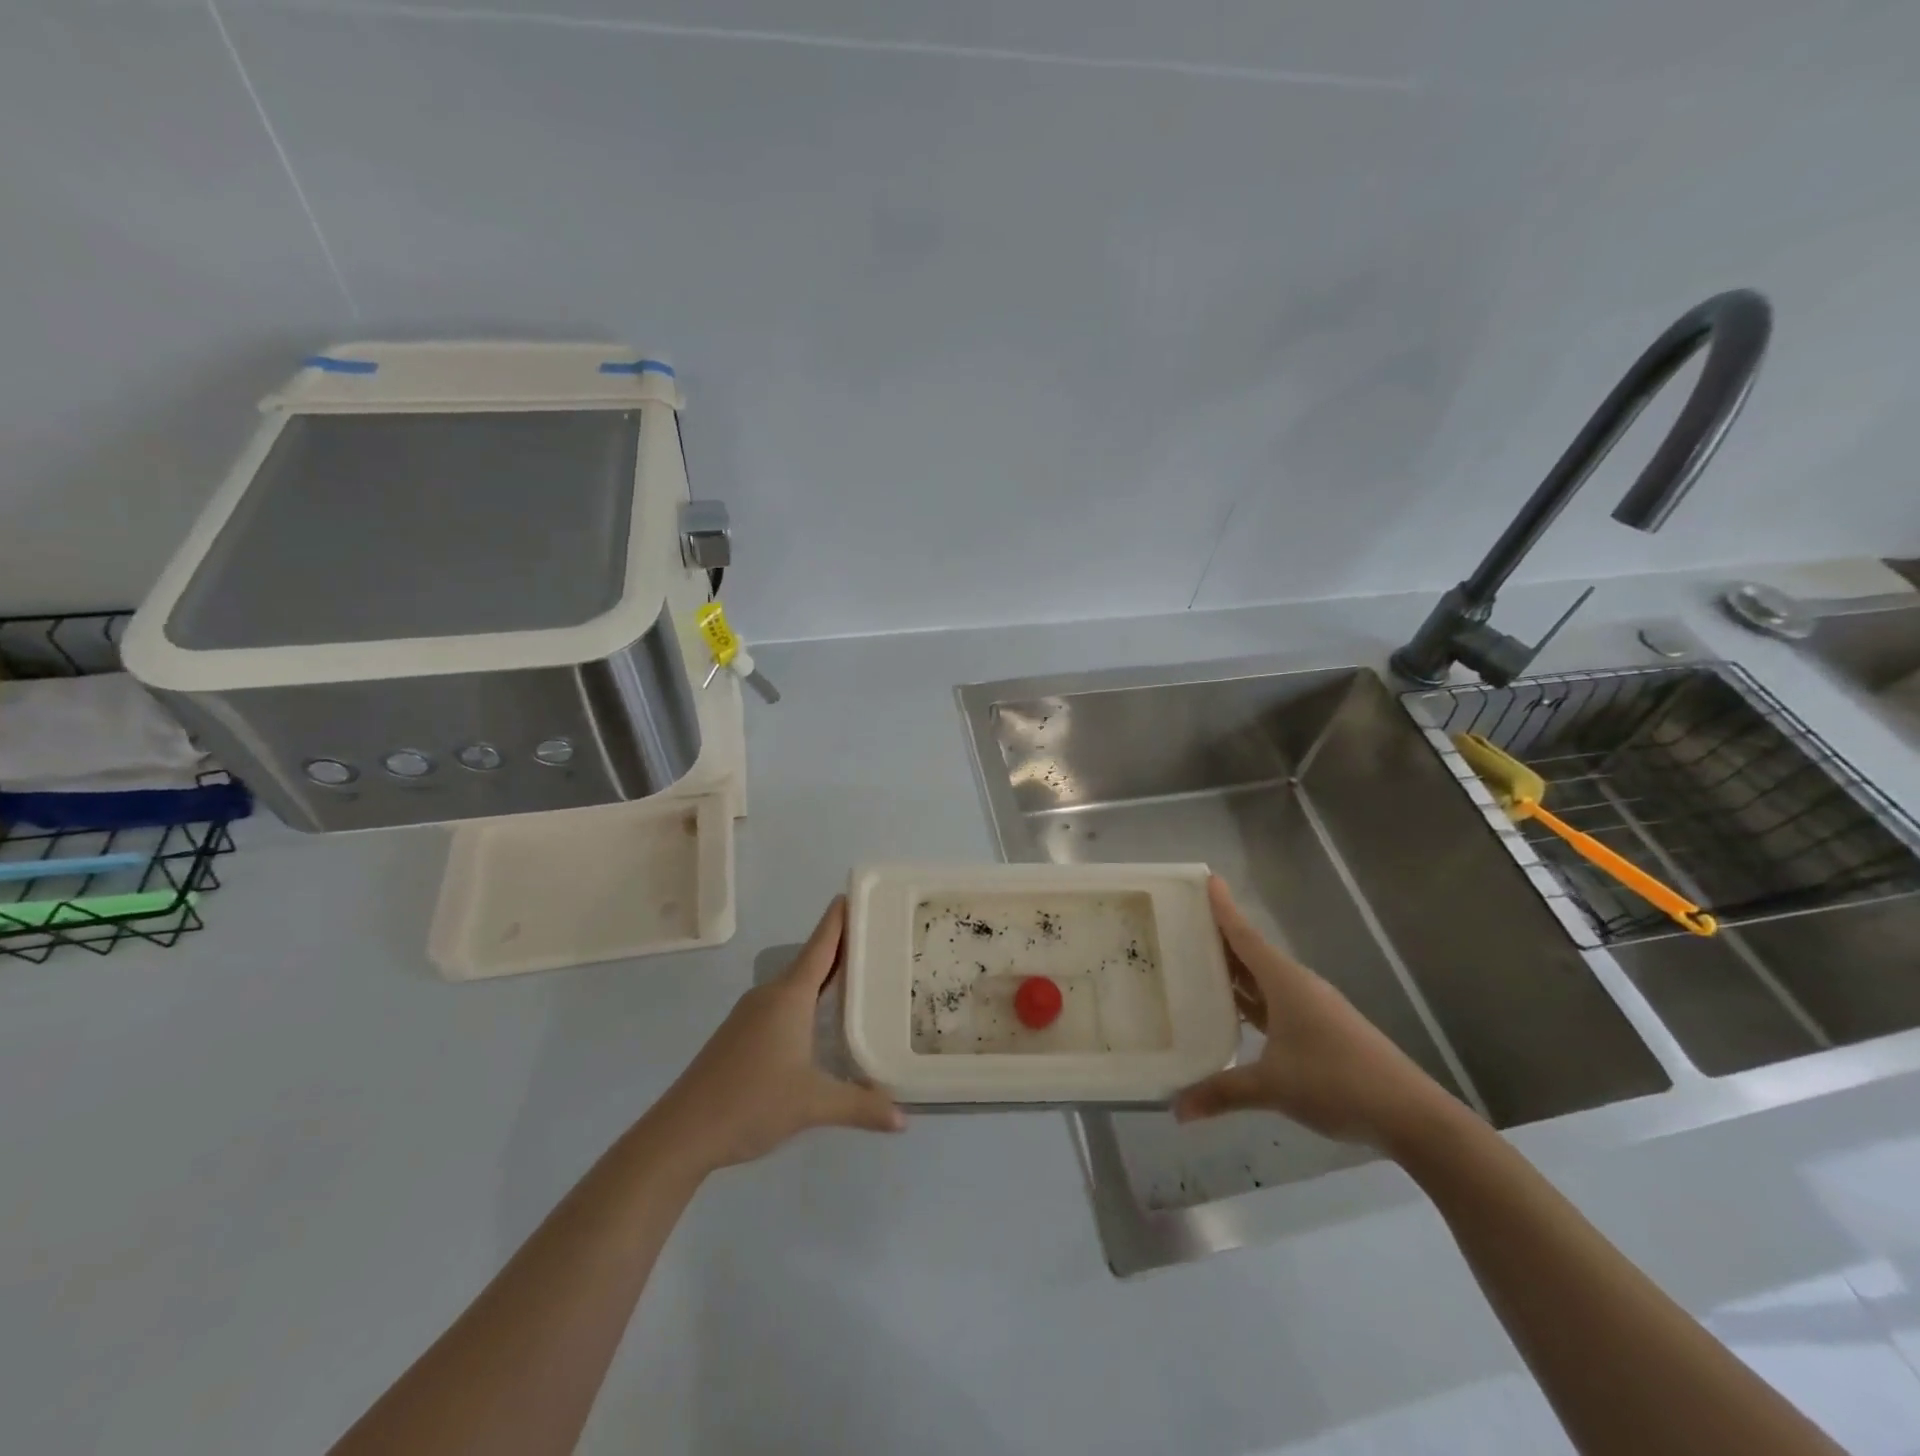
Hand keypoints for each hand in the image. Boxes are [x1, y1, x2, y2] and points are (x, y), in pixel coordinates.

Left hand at [655, 898, 904, 1172]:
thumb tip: (903, 1119)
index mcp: (790, 996)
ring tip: (857, 977)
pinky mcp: (740, 1034)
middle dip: (841, 948)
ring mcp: (751, 1014)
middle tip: (876, 938)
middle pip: (811, 960)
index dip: (839, 919)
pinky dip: (806, 1000)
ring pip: (795, 984)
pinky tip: (820, 1021)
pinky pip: (782, 1003)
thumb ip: (860, 1107)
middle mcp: (770, 995)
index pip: (821, 945)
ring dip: (823, 976)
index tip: (856, 893)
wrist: (682, 1132)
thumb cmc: (751, 1102)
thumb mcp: (813, 1104)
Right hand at [1173, 877, 1464, 1153]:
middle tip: (1181, 925)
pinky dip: (1251, 1000)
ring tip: (1197, 964)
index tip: (1206, 879)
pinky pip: (1275, 1002)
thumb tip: (1176, 1109)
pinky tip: (1234, 1013)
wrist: (1411, 1115)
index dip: (1223, 908)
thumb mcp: (1273, 1087)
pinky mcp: (1321, 1030)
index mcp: (1285, 982)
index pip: (1245, 935)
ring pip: (1264, 979)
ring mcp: (1312, 1008)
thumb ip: (1222, 1093)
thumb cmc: (1337, 1082)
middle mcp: (1297, 985)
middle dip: (1220, 938)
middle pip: (1251, 952)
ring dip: (1235, 971)